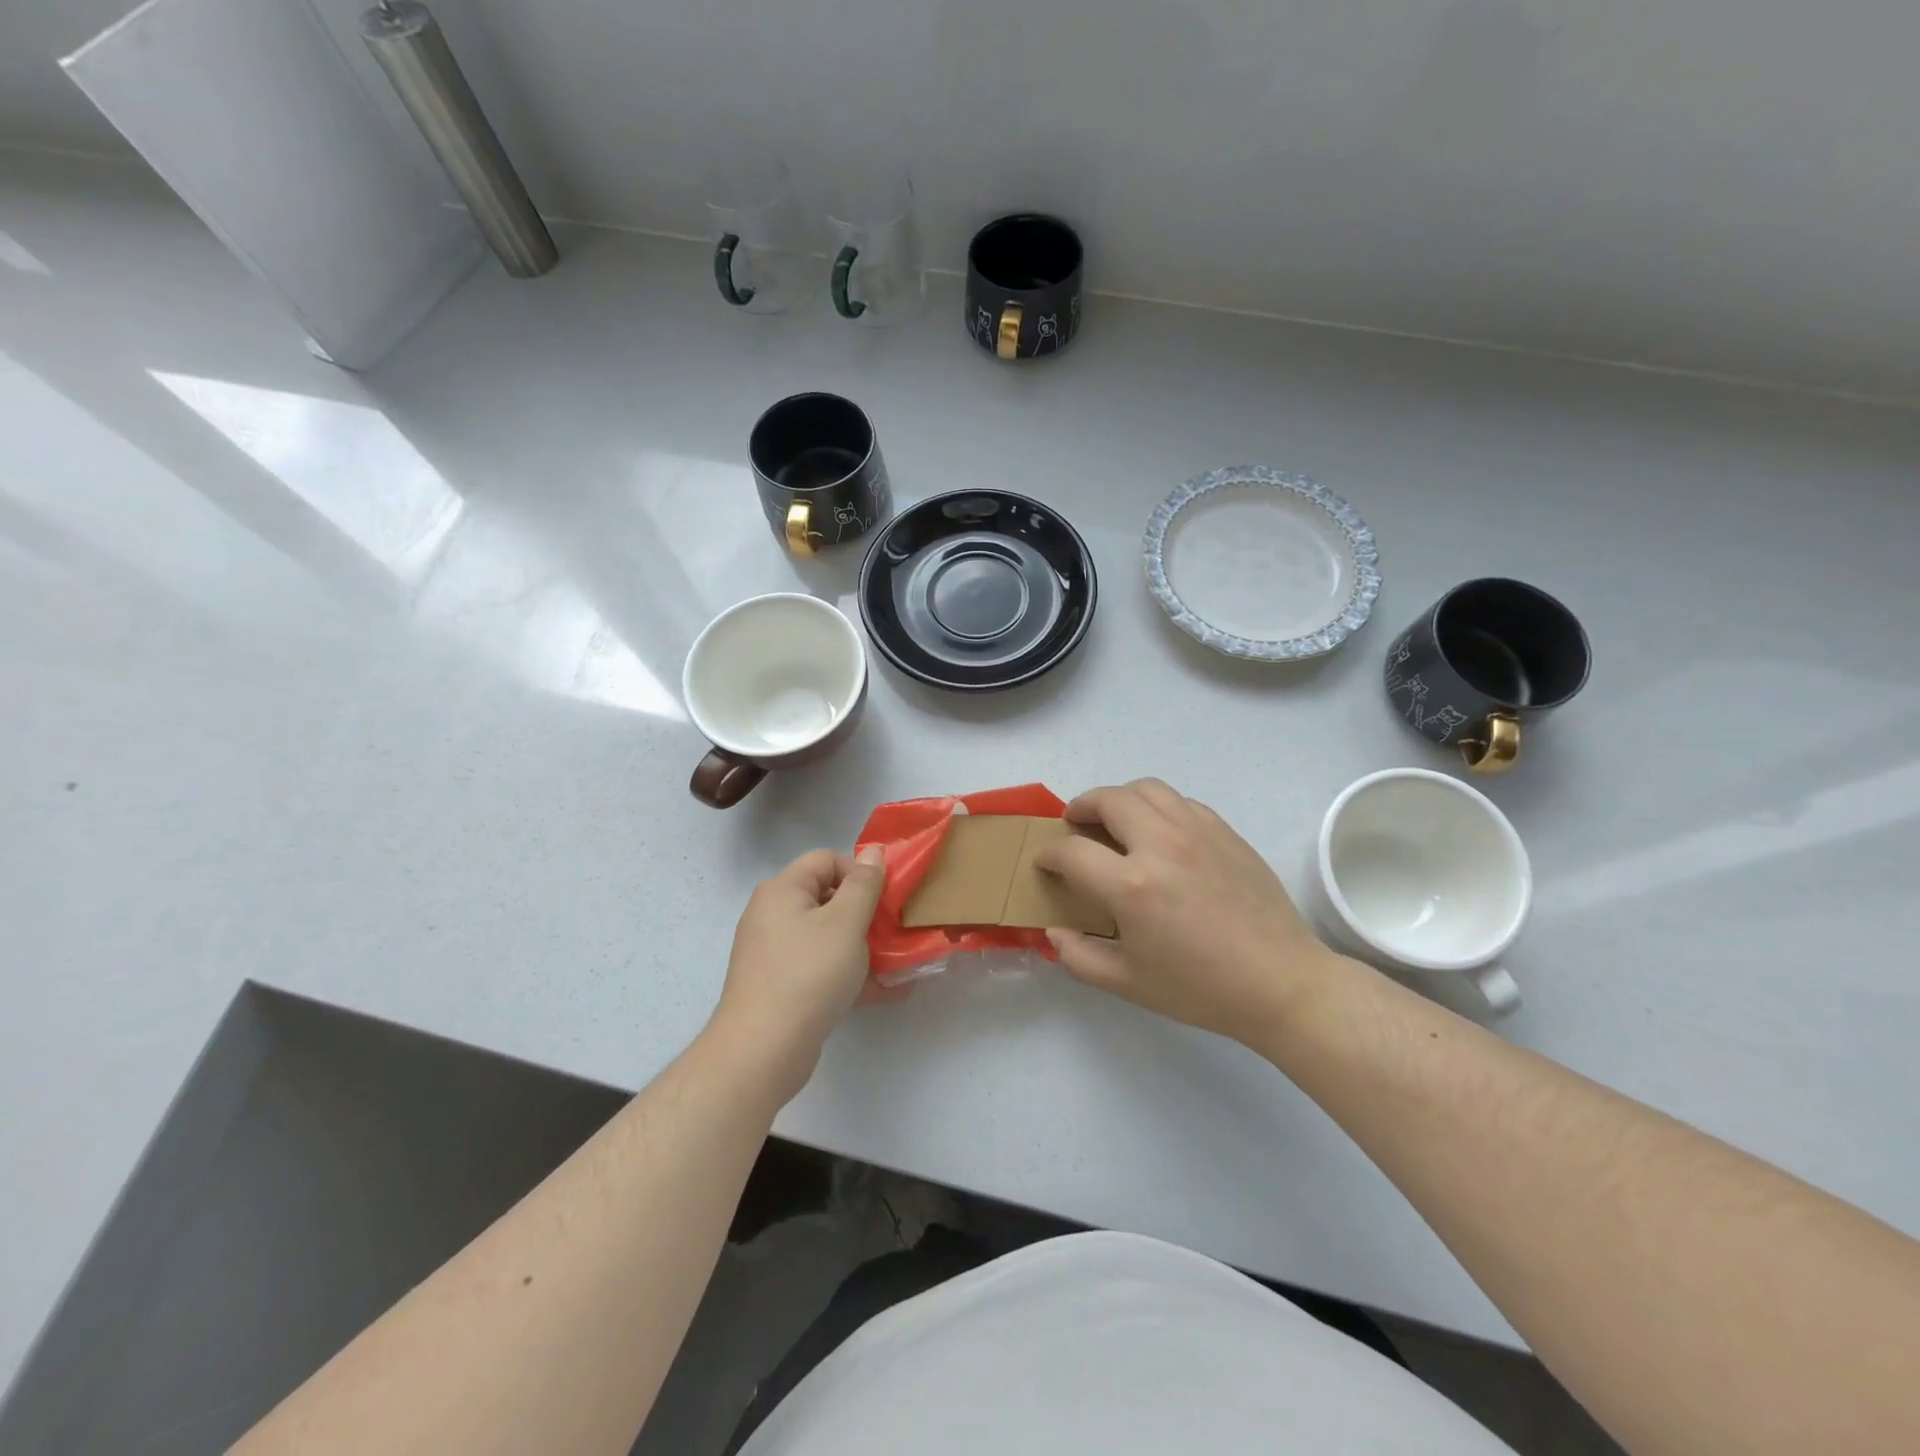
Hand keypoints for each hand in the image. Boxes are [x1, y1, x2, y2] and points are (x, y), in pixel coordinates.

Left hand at [710, 846, 889, 1102]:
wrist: (762, 1051)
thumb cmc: (808, 975)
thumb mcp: (846, 923)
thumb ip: (864, 885)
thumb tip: (873, 852)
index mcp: (782, 891)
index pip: (827, 860)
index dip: (859, 873)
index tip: (883, 901)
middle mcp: (773, 915)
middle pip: (828, 898)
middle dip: (866, 914)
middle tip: (893, 933)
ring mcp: (774, 953)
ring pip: (828, 937)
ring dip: (863, 947)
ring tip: (897, 965)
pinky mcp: (780, 986)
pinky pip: (821, 968)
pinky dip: (849, 975)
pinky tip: (884, 992)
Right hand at [1032, 779, 1360, 1041]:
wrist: (1279, 982)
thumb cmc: (1200, 989)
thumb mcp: (1128, 983)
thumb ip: (1078, 957)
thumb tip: (1053, 932)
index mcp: (1132, 885)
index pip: (1072, 851)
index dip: (1049, 854)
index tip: (1045, 862)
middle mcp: (1162, 845)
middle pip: (1107, 799)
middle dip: (1080, 807)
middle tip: (1074, 825)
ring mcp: (1198, 832)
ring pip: (1146, 788)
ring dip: (1119, 798)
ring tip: (1114, 819)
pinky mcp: (1225, 832)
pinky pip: (1181, 801)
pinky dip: (1158, 807)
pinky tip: (1159, 832)